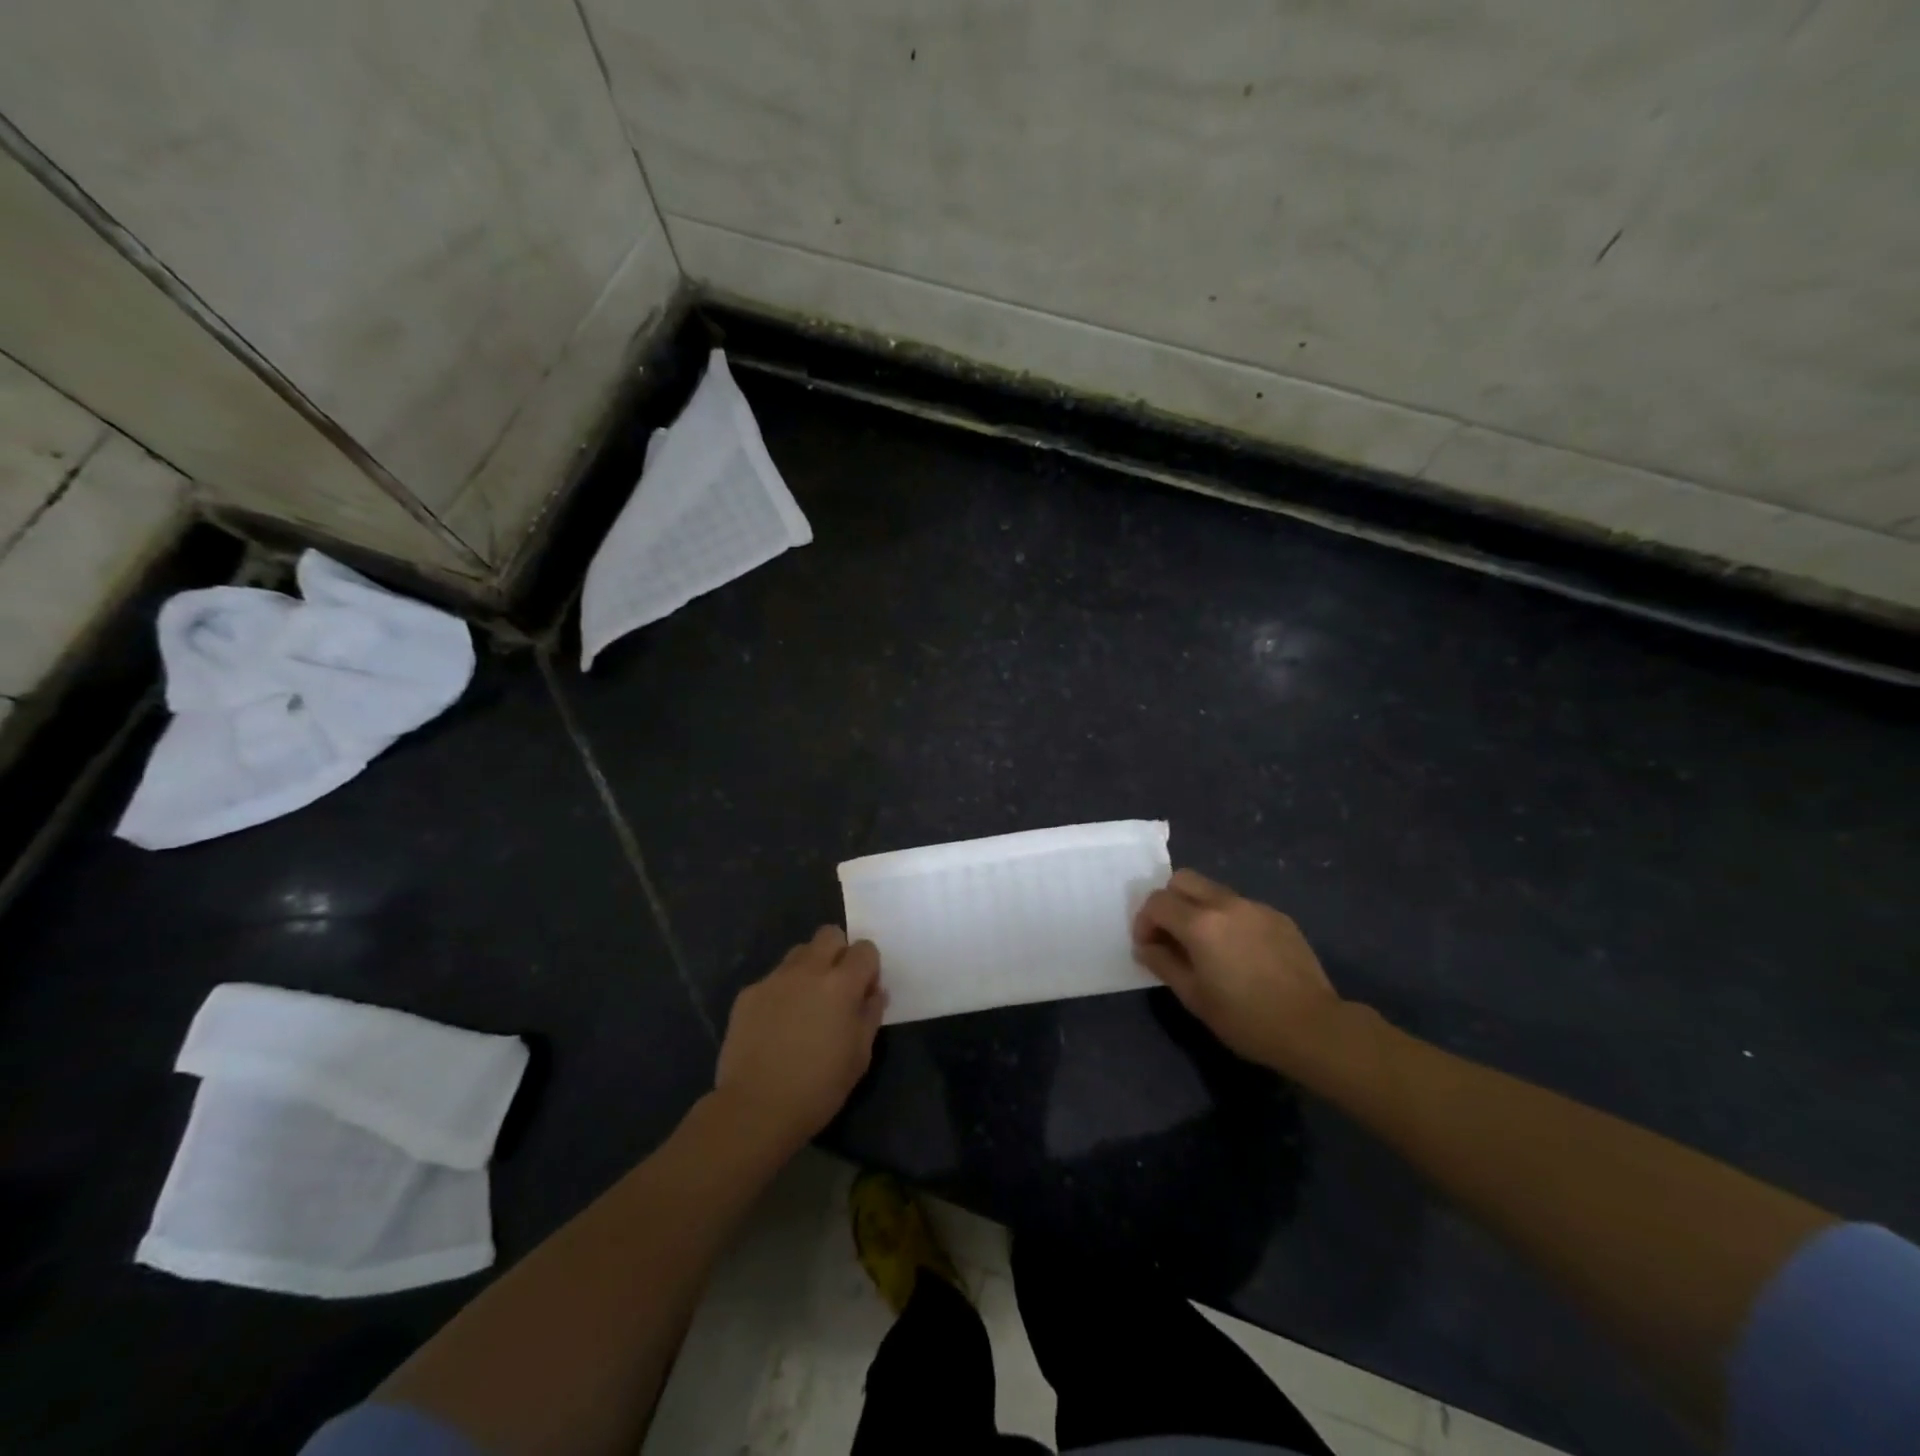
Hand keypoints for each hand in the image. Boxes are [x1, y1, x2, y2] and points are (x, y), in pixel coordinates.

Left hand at [714, 926, 886, 1150]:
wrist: (755, 1109)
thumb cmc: (818, 1088)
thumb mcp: (859, 1056)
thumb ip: (870, 1015)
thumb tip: (874, 992)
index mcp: (841, 984)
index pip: (865, 949)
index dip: (868, 967)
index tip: (864, 992)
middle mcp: (808, 970)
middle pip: (829, 934)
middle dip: (839, 952)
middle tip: (837, 987)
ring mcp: (774, 979)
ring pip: (799, 952)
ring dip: (809, 968)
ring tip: (805, 1004)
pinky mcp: (748, 994)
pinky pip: (773, 979)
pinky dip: (781, 992)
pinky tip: (777, 1025)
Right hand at [1133, 869, 1343, 1074]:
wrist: (1313, 1027)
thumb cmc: (1245, 1018)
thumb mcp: (1193, 997)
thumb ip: (1163, 963)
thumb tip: (1145, 946)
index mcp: (1200, 923)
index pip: (1157, 902)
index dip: (1144, 921)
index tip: (1148, 946)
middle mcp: (1226, 903)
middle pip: (1183, 880)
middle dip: (1169, 902)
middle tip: (1172, 935)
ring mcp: (1255, 907)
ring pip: (1213, 890)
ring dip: (1199, 909)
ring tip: (1207, 946)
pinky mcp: (1278, 916)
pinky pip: (1241, 906)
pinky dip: (1228, 919)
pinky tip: (1240, 953)